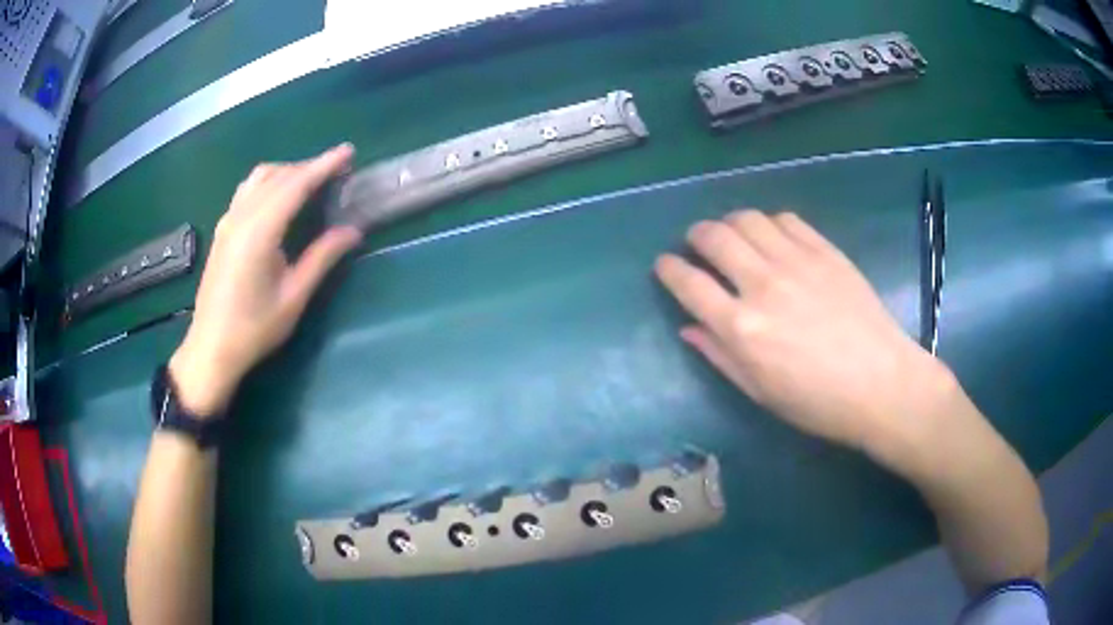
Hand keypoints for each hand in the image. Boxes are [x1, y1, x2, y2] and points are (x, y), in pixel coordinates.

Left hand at [170, 144, 362, 415]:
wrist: (211, 348)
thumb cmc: (253, 329)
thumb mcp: (293, 297)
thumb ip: (322, 258)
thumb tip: (353, 230)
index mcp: (259, 232)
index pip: (295, 185)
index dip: (323, 165)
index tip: (348, 152)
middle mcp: (240, 217)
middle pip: (277, 175)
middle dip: (308, 167)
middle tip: (336, 172)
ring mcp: (227, 222)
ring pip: (258, 178)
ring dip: (287, 172)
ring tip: (310, 183)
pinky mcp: (222, 230)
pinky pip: (247, 191)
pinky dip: (270, 183)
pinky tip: (280, 200)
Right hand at [655, 210, 954, 463]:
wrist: (881, 384)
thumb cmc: (818, 402)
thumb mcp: (761, 392)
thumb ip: (720, 356)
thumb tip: (688, 328)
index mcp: (742, 328)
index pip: (689, 283)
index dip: (669, 269)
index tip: (665, 265)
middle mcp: (763, 285)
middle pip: (714, 237)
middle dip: (696, 236)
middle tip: (698, 246)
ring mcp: (797, 262)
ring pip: (747, 219)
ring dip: (730, 223)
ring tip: (734, 238)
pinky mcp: (825, 251)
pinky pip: (786, 220)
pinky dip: (769, 223)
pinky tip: (773, 239)